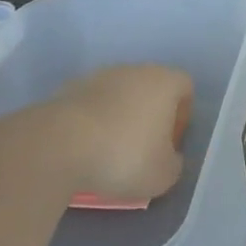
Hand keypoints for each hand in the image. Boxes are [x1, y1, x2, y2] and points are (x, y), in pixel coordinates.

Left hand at [51, 64, 192, 204]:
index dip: (183, 115)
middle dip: (150, 115)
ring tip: (110, 150)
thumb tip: (169, 158)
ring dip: (120, 117)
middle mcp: (135, 69)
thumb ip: (175, 164)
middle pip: (151, 88)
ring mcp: (100, 75)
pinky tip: (85, 148)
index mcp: (165, 81)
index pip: (185, 87)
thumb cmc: (124, 156)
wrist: (60, 146)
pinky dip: (93, 121)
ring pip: (120, 94)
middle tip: (143, 149)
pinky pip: (92, 104)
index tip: (170, 144)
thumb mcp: (163, 175)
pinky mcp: (70, 88)